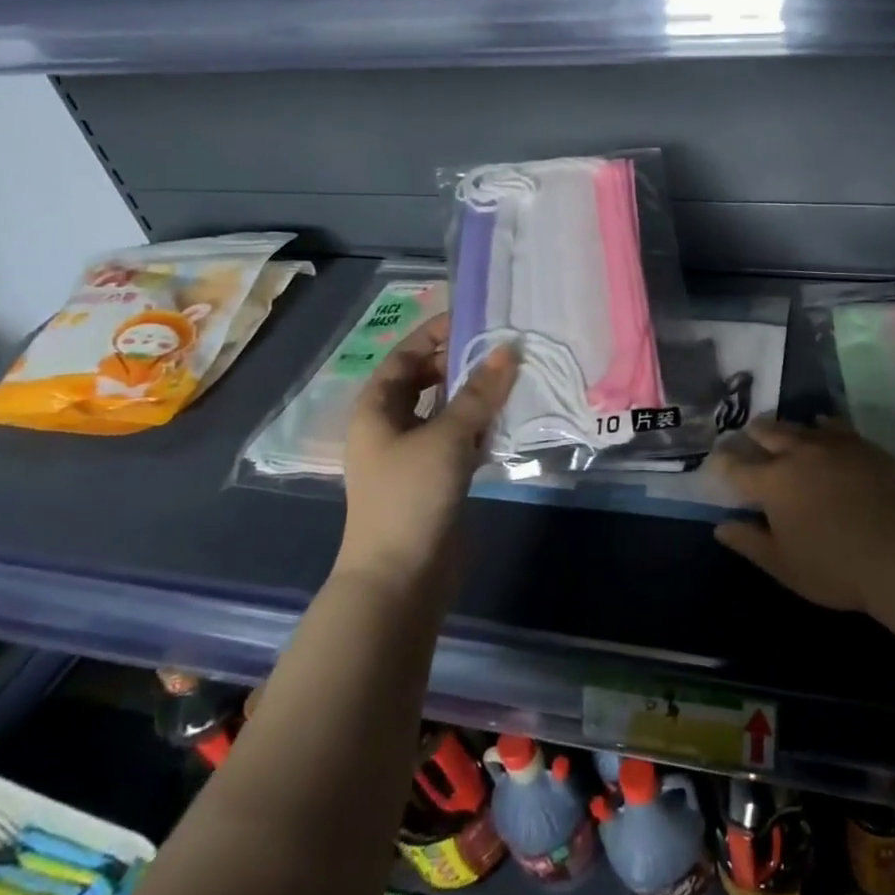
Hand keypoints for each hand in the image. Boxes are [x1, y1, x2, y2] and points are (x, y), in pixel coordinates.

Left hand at [339, 314, 517, 580]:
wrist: (400, 576)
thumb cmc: (411, 495)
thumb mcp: (446, 436)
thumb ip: (478, 392)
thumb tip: (507, 349)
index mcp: (378, 406)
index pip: (408, 354)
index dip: (438, 332)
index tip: (479, 318)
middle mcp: (392, 423)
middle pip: (428, 379)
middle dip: (463, 362)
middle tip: (506, 348)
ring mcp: (413, 452)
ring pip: (448, 409)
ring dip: (477, 394)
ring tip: (516, 375)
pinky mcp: (436, 476)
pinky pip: (460, 437)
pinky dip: (481, 425)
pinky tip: (510, 418)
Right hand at [711, 416, 894, 613]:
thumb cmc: (834, 566)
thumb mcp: (783, 565)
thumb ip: (749, 542)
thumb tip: (721, 526)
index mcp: (772, 482)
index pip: (736, 467)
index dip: (721, 462)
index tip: (715, 460)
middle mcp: (797, 453)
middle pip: (768, 433)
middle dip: (754, 433)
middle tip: (749, 433)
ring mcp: (832, 444)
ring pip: (801, 425)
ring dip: (787, 428)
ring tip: (784, 431)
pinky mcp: (862, 445)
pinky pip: (835, 425)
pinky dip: (823, 425)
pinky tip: (824, 427)